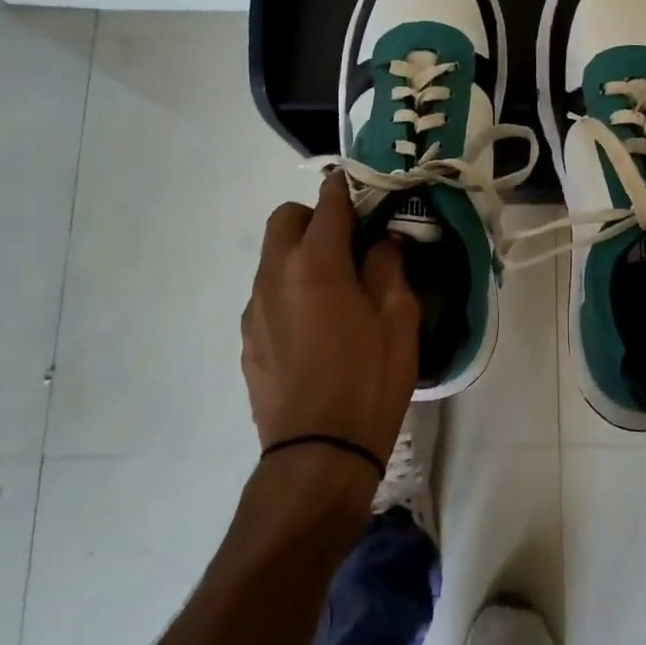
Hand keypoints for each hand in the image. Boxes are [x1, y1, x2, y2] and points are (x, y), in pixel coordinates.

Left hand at [241, 174, 419, 472]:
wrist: (318, 455)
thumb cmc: (369, 381)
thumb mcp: (399, 319)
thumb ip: (389, 266)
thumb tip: (383, 241)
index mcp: (316, 263)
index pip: (329, 202)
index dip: (348, 189)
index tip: (367, 190)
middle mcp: (275, 275)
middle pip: (285, 218)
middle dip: (315, 217)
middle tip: (348, 243)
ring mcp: (254, 308)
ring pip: (272, 257)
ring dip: (300, 254)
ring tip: (334, 289)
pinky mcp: (246, 339)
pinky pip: (267, 294)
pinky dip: (289, 289)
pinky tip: (314, 327)